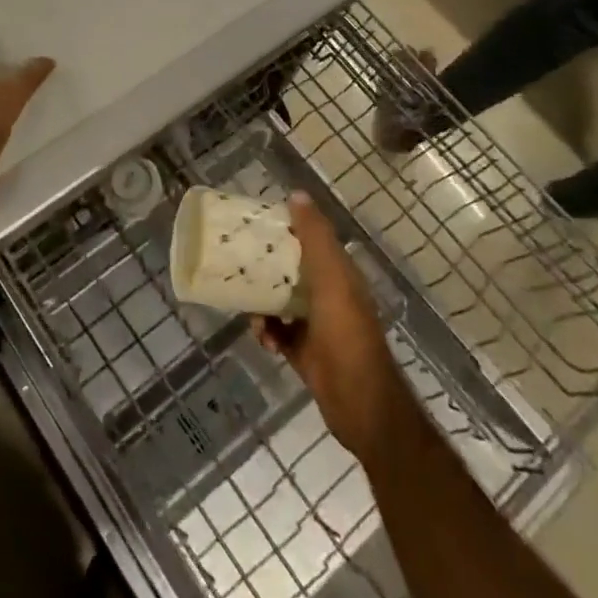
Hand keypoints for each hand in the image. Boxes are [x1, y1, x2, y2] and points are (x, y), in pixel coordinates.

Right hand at [257, 193, 422, 465]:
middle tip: (239, 261)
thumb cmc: (345, 333)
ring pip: (282, 302)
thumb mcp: (331, 278)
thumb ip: (315, 238)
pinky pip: (279, 333)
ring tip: (249, 307)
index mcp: (340, 275)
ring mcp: (318, 326)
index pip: (311, 241)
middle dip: (267, 267)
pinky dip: (267, 332)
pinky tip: (262, 337)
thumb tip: (297, 194)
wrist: (359, 403)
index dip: (286, 229)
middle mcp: (330, 296)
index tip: (257, 224)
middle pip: (293, 271)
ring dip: (263, 303)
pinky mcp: (305, 353)